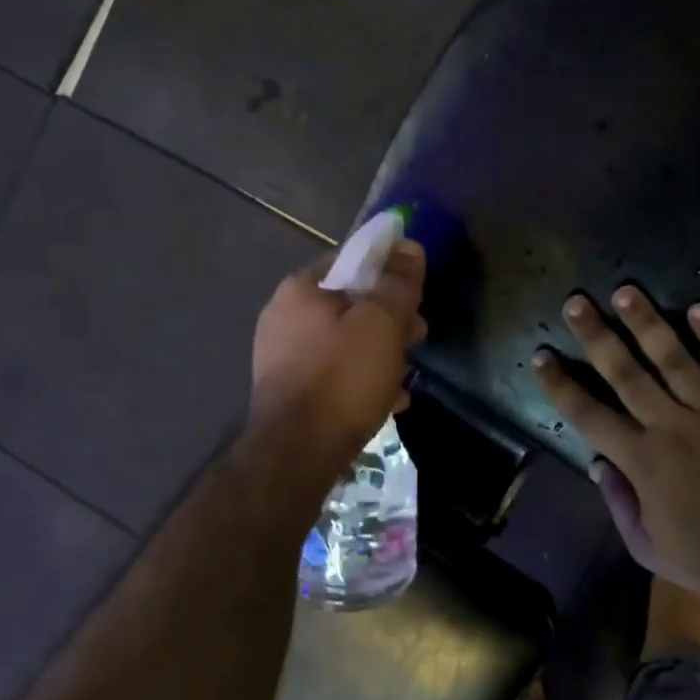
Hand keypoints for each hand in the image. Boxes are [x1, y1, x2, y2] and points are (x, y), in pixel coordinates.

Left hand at [250, 242, 426, 475]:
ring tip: (406, 374)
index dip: (388, 271)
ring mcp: (283, 358)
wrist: (298, 453)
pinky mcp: (290, 393)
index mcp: (300, 290)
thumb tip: (409, 246)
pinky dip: (361, 380)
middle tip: (417, 336)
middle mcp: (284, 317)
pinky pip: (334, 375)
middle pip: (348, 303)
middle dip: (389, 318)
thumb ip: (397, 282)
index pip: (350, 260)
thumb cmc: (343, 378)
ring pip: (344, 342)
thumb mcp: (381, 323)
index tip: (415, 294)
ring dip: (379, 352)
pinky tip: (388, 400)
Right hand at [534, 287, 699, 607]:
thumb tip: (597, 464)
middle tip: (577, 302)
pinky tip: (698, 308)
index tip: (541, 356)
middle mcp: (671, 425)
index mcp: (642, 460)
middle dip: (596, 335)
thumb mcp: (648, 547)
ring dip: (647, 323)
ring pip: (674, 357)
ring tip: (626, 292)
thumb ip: (618, 503)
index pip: (588, 414)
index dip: (560, 385)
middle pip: (626, 372)